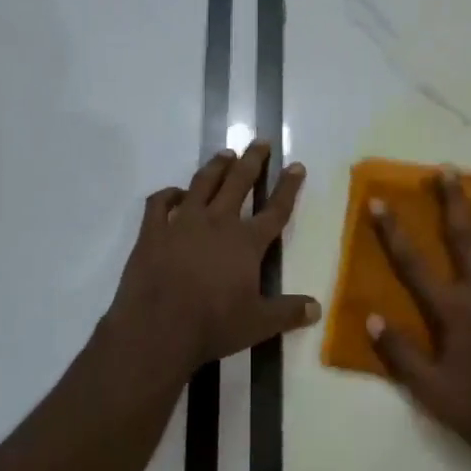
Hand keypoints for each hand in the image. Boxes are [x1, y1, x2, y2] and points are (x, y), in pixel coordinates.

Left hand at [107, 141, 319, 373]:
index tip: (296, 165)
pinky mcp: (152, 231)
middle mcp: (217, 223)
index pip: (275, 209)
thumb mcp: (258, 324)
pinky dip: (169, 194)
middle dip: (252, 160)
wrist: (157, 328)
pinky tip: (176, 193)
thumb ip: (288, 312)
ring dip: (216, 167)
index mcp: (246, 242)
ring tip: (225, 154)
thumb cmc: (213, 325)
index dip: (288, 187)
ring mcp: (182, 223)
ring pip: (202, 183)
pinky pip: (160, 203)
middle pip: (238, 183)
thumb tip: (318, 308)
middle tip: (260, 141)